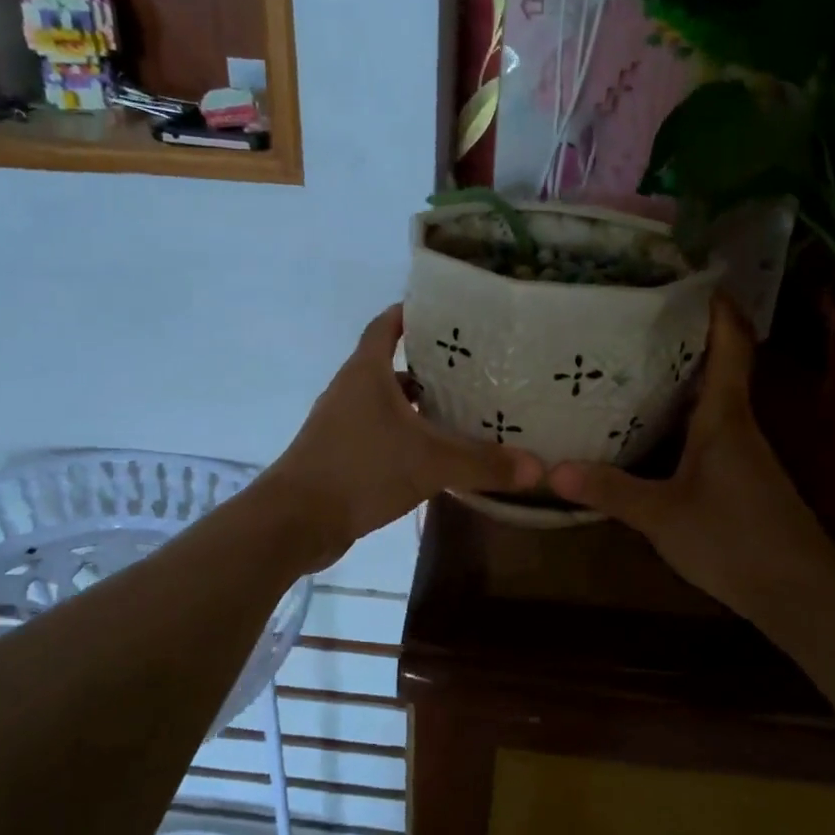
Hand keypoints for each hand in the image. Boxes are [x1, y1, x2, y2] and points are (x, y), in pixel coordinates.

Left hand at [265, 304, 542, 568]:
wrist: (296, 520)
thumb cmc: (360, 470)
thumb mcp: (430, 463)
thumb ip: (483, 463)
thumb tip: (538, 468)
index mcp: (366, 373)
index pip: (386, 326)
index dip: (411, 314)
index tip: (446, 313)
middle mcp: (350, 391)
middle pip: (390, 366)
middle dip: (428, 365)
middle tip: (473, 368)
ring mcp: (341, 424)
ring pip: (385, 404)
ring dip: (417, 405)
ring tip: (461, 411)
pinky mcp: (340, 455)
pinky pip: (379, 434)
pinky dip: (404, 436)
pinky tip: (433, 455)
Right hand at [548, 296, 834, 615]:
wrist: (799, 594)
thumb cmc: (734, 540)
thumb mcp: (662, 516)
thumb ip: (610, 490)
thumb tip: (552, 470)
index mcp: (725, 418)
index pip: (731, 347)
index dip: (717, 309)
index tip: (693, 278)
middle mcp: (738, 425)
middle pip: (718, 366)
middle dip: (685, 338)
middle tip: (636, 318)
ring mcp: (742, 453)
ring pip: (711, 400)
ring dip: (681, 378)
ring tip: (631, 363)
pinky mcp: (739, 478)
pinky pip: (707, 430)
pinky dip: (681, 416)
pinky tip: (650, 427)